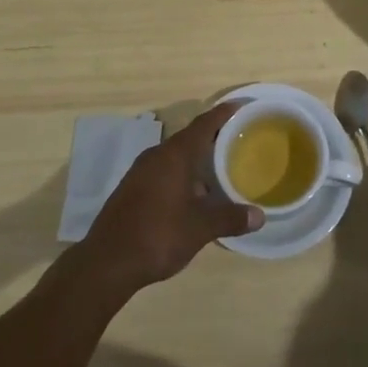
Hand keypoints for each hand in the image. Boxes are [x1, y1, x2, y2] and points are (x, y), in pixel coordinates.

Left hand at [74, 101, 262, 297]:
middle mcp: (156, 156)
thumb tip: (260, 216)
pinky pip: (164, 172)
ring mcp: (141, 172)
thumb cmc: (158, 235)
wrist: (107, 261)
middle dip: (212, 138)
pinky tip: (193, 196)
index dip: (223, 114)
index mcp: (174, 155)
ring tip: (220, 169)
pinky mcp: (132, 189)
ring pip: (175, 157)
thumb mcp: (200, 228)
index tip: (240, 105)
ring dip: (196, 161)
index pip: (203, 124)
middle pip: (189, 138)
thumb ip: (230, 218)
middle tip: (237, 140)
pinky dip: (182, 176)